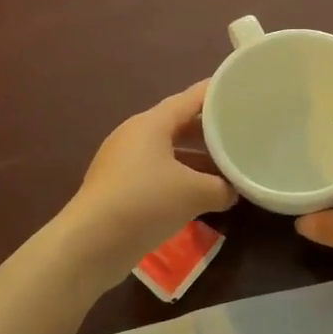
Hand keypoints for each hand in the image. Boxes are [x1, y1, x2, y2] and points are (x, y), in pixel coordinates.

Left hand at [62, 81, 237, 289]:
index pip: (190, 98)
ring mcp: (123, 162)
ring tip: (224, 169)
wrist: (91, 243)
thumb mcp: (194, 193)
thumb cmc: (145, 202)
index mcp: (151, 123)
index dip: (216, 93)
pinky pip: (156, 174)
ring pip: (168, 152)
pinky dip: (179, 179)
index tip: (241, 90)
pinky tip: (197, 195)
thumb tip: (233, 190)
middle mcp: (134, 136)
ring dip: (195, 160)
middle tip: (238, 133)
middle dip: (208, 130)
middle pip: (178, 124)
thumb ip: (221, 188)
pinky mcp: (117, 188)